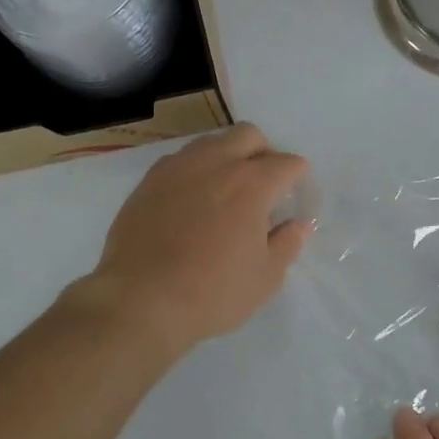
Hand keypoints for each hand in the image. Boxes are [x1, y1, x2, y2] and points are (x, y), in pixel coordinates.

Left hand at [84, 124, 311, 356]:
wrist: (140, 302)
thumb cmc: (212, 294)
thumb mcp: (265, 278)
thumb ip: (287, 244)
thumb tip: (297, 225)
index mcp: (251, 184)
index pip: (288, 163)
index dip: (299, 180)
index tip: (295, 201)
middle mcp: (215, 164)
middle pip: (249, 135)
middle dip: (264, 153)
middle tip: (264, 187)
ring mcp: (177, 169)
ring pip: (212, 142)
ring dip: (228, 157)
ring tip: (226, 192)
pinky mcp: (148, 182)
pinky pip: (180, 161)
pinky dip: (196, 172)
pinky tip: (192, 202)